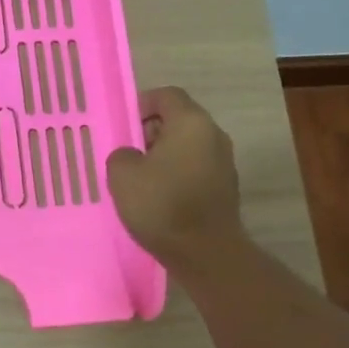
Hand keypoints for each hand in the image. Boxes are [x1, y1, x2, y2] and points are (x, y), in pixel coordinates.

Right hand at [106, 87, 244, 267]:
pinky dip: (178, 175)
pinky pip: (196, 169)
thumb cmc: (162, 205)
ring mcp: (224, 162)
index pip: (167, 95)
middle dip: (151, 132)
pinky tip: (161, 198)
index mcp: (191, 122)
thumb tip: (132, 156)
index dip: (142, 104)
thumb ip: (122, 154)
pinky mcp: (226, 187)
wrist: (206, 252)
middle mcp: (214, 135)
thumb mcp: (122, 175)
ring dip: (165, 156)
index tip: (124, 126)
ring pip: (188, 146)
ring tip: (141, 180)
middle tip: (128, 154)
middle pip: (179, 120)